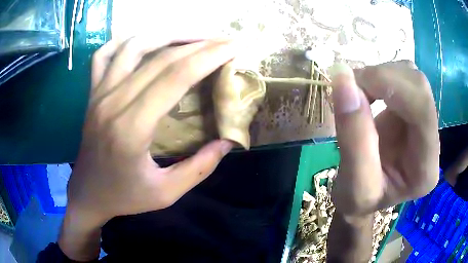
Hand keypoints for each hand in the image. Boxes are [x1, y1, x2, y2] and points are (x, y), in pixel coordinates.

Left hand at [67, 38, 236, 225]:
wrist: (87, 193)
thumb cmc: (124, 196)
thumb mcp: (166, 193)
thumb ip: (199, 168)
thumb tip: (227, 142)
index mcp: (132, 128)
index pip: (176, 76)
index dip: (209, 57)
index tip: (233, 48)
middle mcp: (113, 102)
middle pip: (161, 57)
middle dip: (199, 44)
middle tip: (224, 41)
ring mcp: (99, 93)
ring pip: (133, 46)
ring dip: (167, 34)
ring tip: (192, 37)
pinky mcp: (92, 93)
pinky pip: (104, 54)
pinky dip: (124, 40)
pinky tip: (144, 41)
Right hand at [330, 61, 438, 216]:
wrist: (363, 196)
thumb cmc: (358, 201)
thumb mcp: (353, 184)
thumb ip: (352, 135)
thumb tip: (343, 78)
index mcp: (425, 168)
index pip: (422, 108)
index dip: (390, 84)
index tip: (351, 82)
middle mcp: (433, 140)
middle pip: (418, 86)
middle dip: (382, 77)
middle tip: (350, 88)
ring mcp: (426, 122)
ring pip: (410, 76)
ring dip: (379, 76)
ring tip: (357, 94)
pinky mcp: (414, 109)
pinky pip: (402, 77)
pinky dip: (379, 77)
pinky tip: (367, 92)